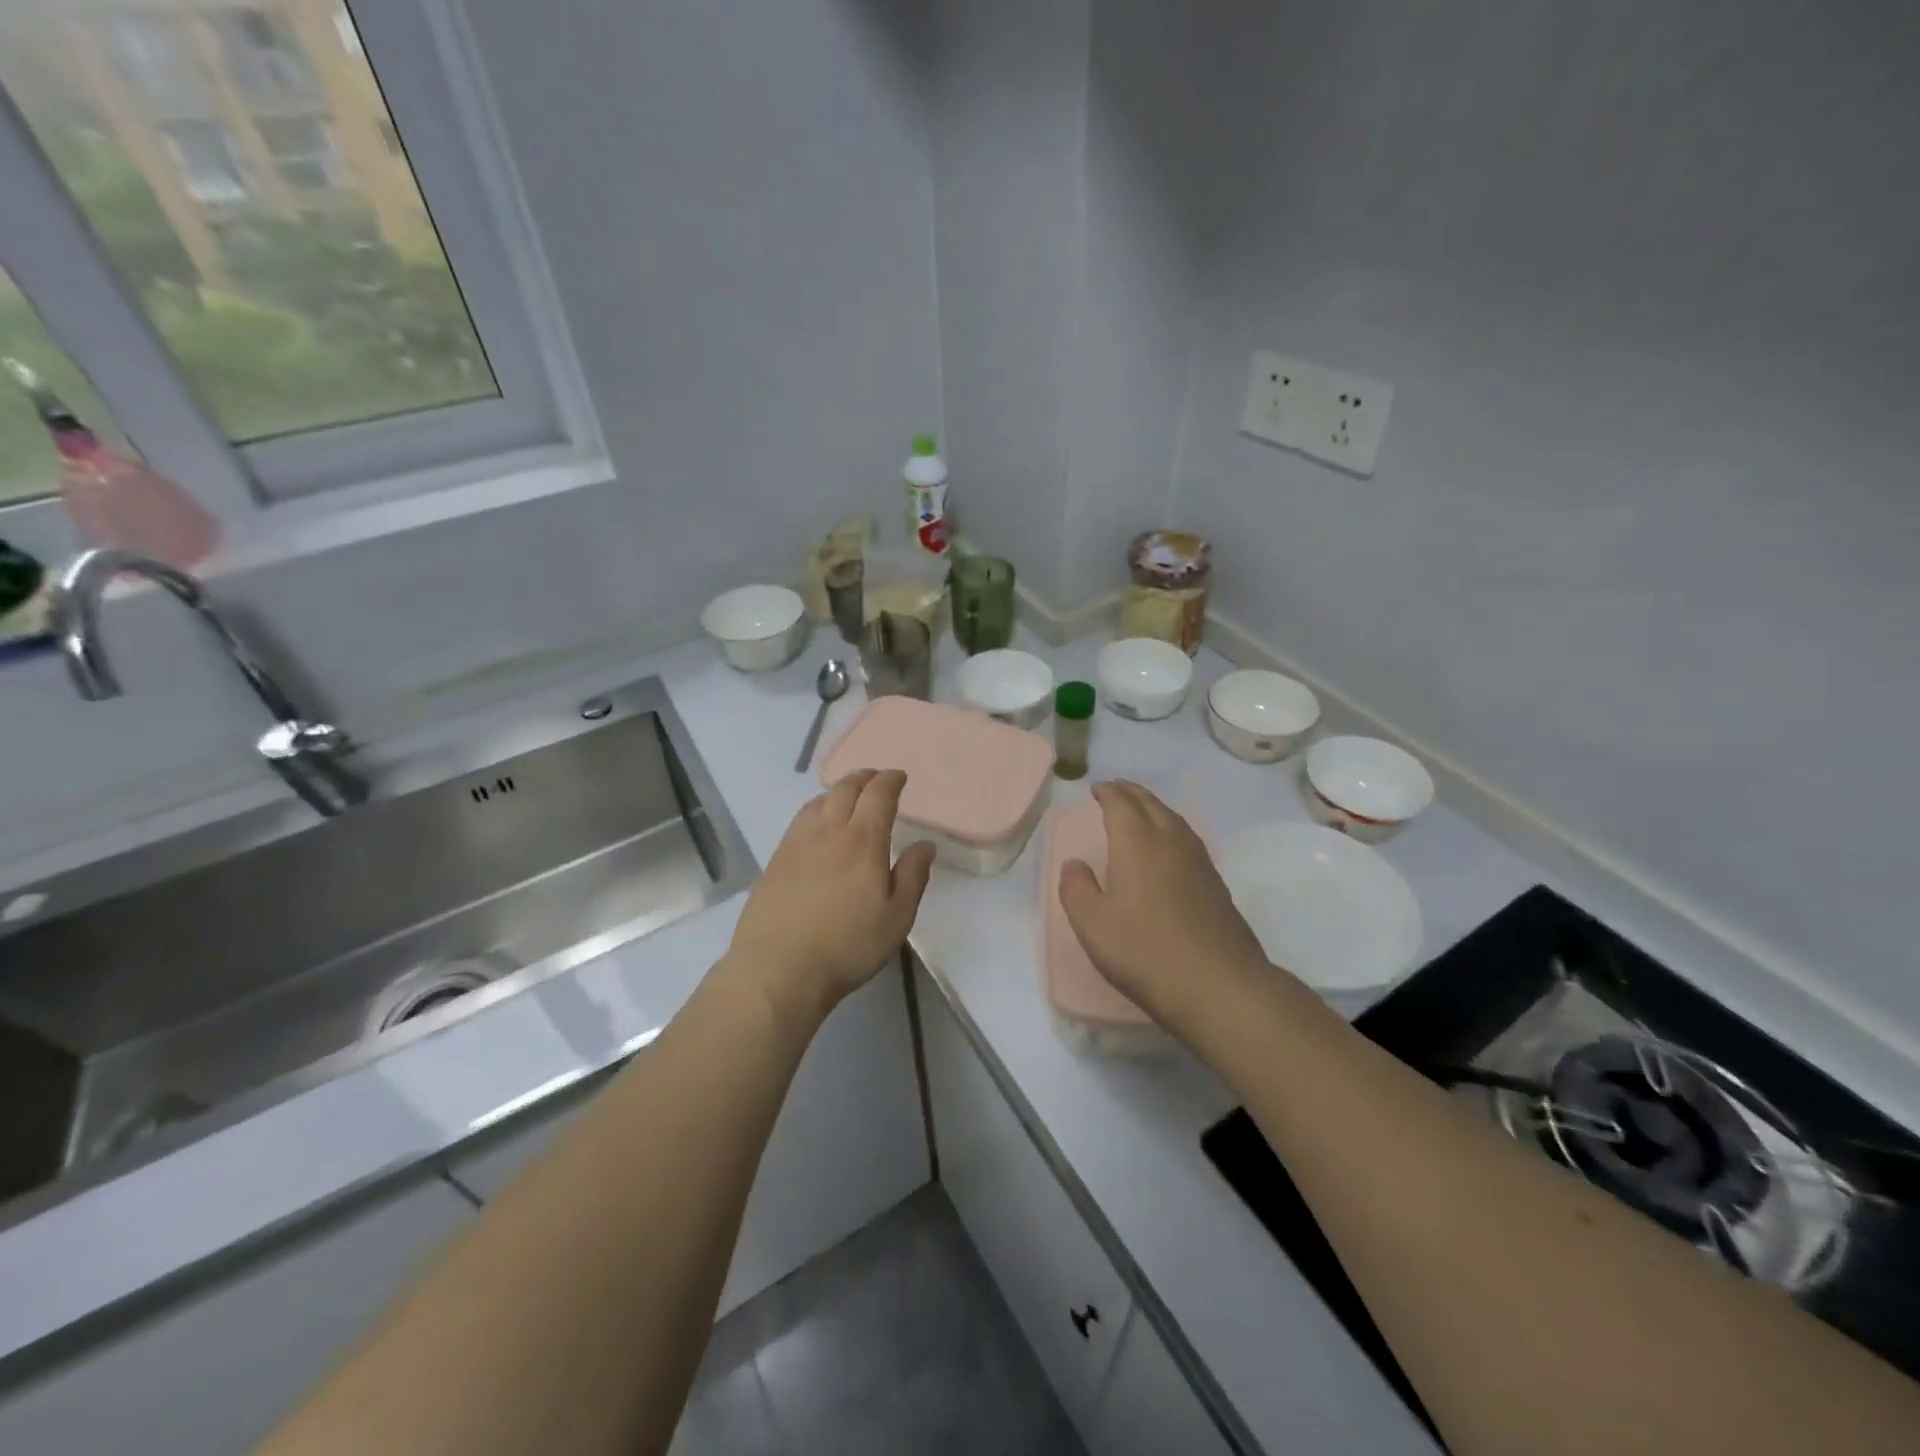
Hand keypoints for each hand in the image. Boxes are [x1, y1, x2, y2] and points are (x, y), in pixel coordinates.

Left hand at [727, 769, 935, 1024]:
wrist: (778, 969)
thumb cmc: (847, 946)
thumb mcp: (896, 917)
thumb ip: (913, 875)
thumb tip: (925, 844)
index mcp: (862, 840)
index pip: (878, 795)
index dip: (891, 780)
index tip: (900, 777)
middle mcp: (828, 831)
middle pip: (845, 789)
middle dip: (864, 778)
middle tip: (876, 779)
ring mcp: (796, 844)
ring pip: (818, 802)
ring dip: (838, 791)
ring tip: (848, 797)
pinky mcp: (775, 861)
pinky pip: (799, 820)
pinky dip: (816, 809)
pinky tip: (818, 826)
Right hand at [1059, 781, 1271, 1031]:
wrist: (1219, 986)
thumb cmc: (1146, 952)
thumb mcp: (1093, 925)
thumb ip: (1077, 889)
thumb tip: (1074, 864)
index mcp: (1138, 844)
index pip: (1121, 804)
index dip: (1108, 793)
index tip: (1096, 788)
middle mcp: (1171, 842)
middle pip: (1150, 804)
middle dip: (1131, 793)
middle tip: (1115, 790)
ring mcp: (1199, 862)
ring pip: (1174, 819)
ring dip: (1153, 807)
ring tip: (1140, 811)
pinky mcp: (1216, 884)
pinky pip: (1188, 839)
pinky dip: (1171, 829)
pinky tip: (1169, 848)